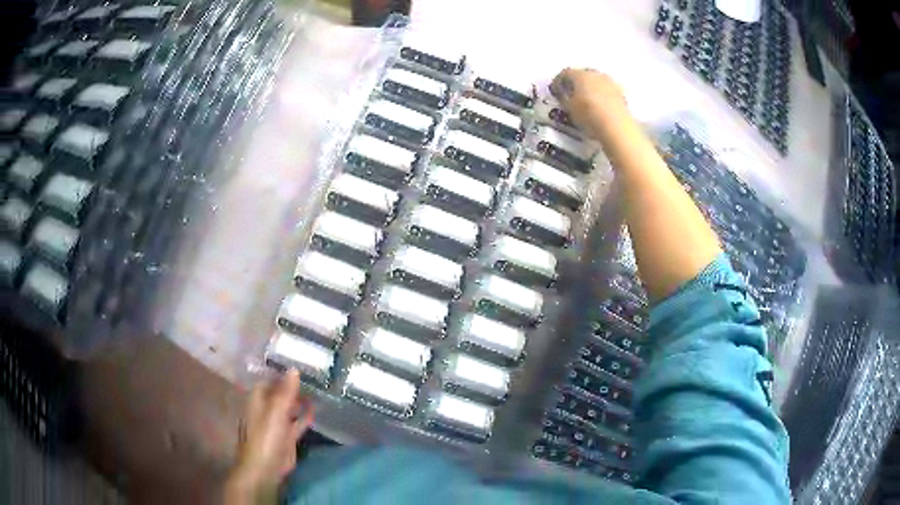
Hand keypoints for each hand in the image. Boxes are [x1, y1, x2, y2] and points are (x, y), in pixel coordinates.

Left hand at [225, 370, 314, 502]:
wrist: (265, 467)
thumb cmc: (266, 436)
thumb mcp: (276, 411)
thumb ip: (286, 391)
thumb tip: (294, 369)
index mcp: (258, 399)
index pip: (270, 380)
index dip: (282, 373)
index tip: (301, 364)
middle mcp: (266, 409)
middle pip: (280, 393)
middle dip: (294, 386)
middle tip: (315, 375)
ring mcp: (276, 423)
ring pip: (289, 407)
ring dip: (300, 401)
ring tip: (319, 390)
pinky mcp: (286, 437)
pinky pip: (297, 422)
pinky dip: (305, 416)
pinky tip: (316, 410)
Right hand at [550, 68, 629, 141]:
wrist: (617, 127)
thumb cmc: (589, 116)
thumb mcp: (570, 109)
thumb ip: (564, 98)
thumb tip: (563, 94)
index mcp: (580, 74)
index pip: (565, 73)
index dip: (558, 82)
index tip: (555, 91)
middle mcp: (595, 73)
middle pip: (582, 74)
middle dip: (575, 82)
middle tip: (570, 94)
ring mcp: (610, 82)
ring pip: (595, 81)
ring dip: (589, 88)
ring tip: (585, 100)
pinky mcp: (621, 92)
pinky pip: (606, 90)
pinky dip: (600, 95)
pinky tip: (598, 105)